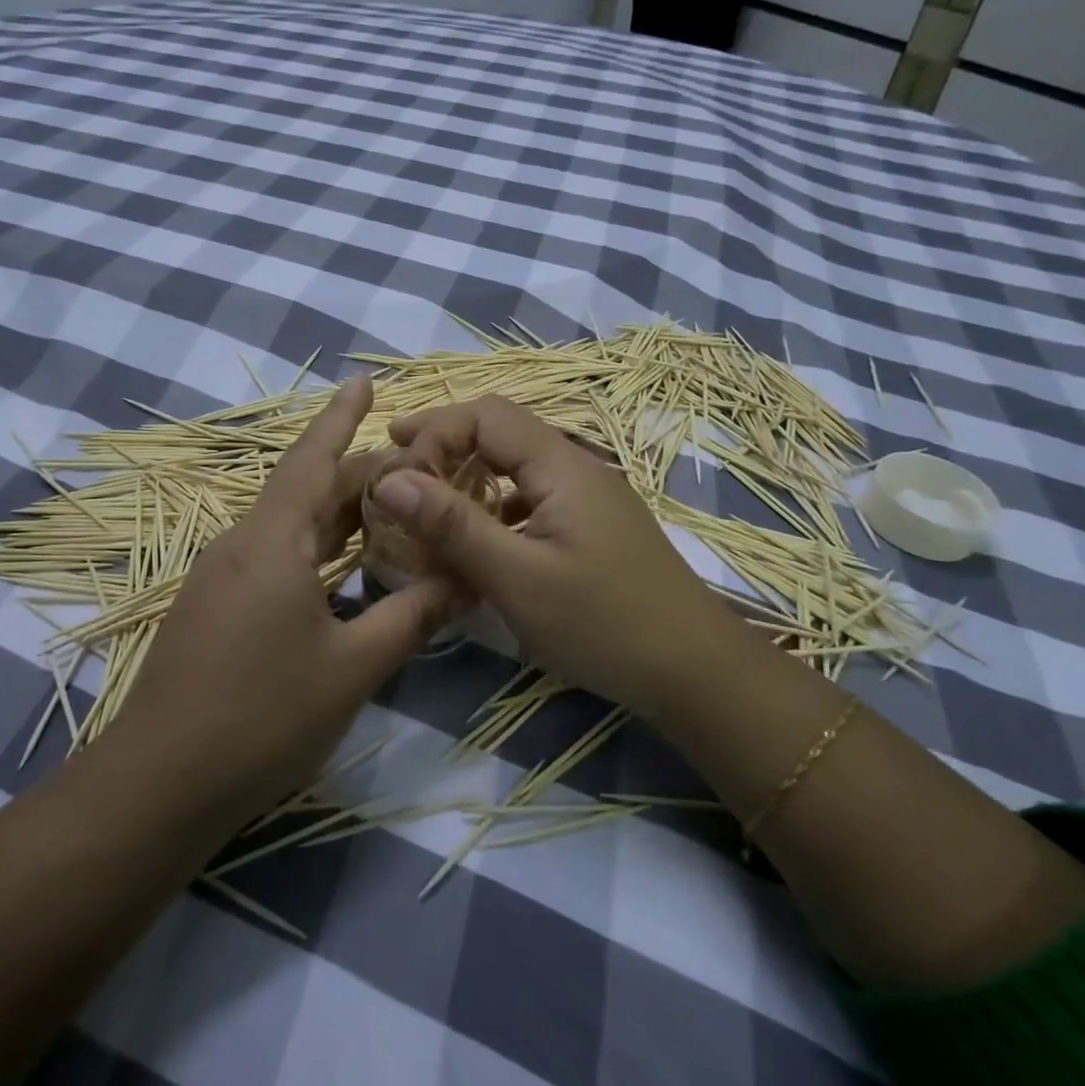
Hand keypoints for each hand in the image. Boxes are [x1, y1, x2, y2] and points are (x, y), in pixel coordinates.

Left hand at [111, 377, 453, 826]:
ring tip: (388, 507)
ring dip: (336, 512)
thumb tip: (465, 579)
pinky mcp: (214, 606)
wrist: (160, 782)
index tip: (365, 380)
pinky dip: (314, 546)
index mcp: (272, 541)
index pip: (313, 459)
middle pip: (306, 490)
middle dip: (358, 475)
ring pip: (289, 525)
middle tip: (414, 469)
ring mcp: (221, 576)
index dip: (341, 417)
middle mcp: (241, 544)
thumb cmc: (262, 716)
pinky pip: (272, 554)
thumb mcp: (352, 668)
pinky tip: (340, 567)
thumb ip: (411, 617)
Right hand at [376, 396, 755, 722]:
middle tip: (396, 473)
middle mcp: (576, 466)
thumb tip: (389, 479)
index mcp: (561, 465)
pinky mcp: (591, 525)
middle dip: (444, 445)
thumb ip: (453, 525)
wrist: (695, 670)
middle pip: (500, 431)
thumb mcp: (517, 578)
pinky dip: (494, 507)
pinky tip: (477, 542)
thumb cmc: (603, 623)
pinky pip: (532, 497)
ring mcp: (588, 497)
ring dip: (468, 476)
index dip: (434, 431)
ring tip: (425, 505)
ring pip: (515, 465)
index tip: (394, 471)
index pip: (485, 415)